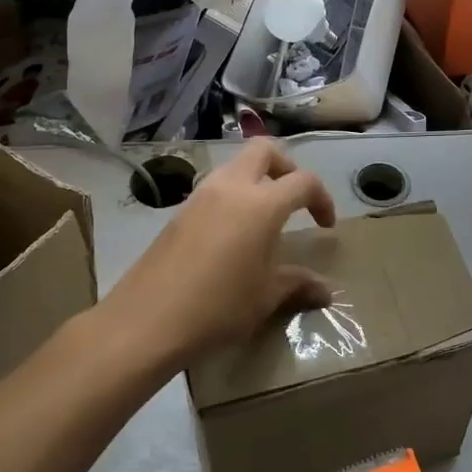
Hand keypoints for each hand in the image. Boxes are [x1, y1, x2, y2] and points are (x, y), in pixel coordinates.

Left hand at [104, 140, 335, 363]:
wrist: (146, 321)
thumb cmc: (217, 307)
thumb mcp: (265, 297)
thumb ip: (297, 284)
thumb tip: (325, 291)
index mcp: (261, 204)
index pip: (303, 181)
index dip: (322, 199)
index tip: (325, 226)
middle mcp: (231, 188)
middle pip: (265, 150)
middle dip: (286, 167)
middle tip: (294, 200)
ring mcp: (200, 196)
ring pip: (236, 165)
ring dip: (256, 178)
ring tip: (264, 217)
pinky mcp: (180, 211)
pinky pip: (215, 187)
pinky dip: (233, 196)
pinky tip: (232, 234)